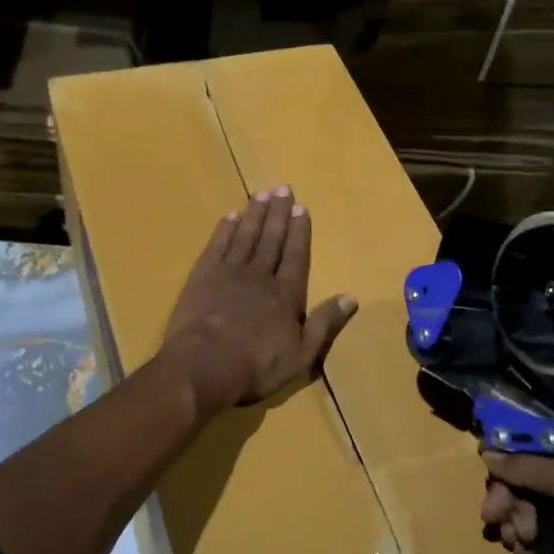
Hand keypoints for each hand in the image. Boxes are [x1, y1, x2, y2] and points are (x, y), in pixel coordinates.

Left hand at [162, 187, 358, 414]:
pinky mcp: (202, 277)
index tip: (300, 207)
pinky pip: (217, 246)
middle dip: (277, 214)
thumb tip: (351, 297)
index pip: (296, 256)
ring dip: (254, 214)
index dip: (299, 231)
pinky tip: (230, 216)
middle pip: (271, 239)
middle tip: (282, 188)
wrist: (205, 365)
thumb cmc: (257, 366)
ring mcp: (229, 273)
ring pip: (245, 236)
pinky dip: (224, 230)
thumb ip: (325, 323)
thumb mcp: (302, 354)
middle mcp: (260, 276)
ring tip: (260, 194)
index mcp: (286, 294)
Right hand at [482, 450, 553, 553]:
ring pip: (532, 509)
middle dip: (510, 495)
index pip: (547, 443)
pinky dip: (526, 543)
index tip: (489, 467)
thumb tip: (488, 452)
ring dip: (515, 522)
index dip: (515, 452)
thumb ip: (531, 467)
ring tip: (518, 543)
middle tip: (493, 515)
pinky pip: (540, 538)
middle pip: (534, 477)